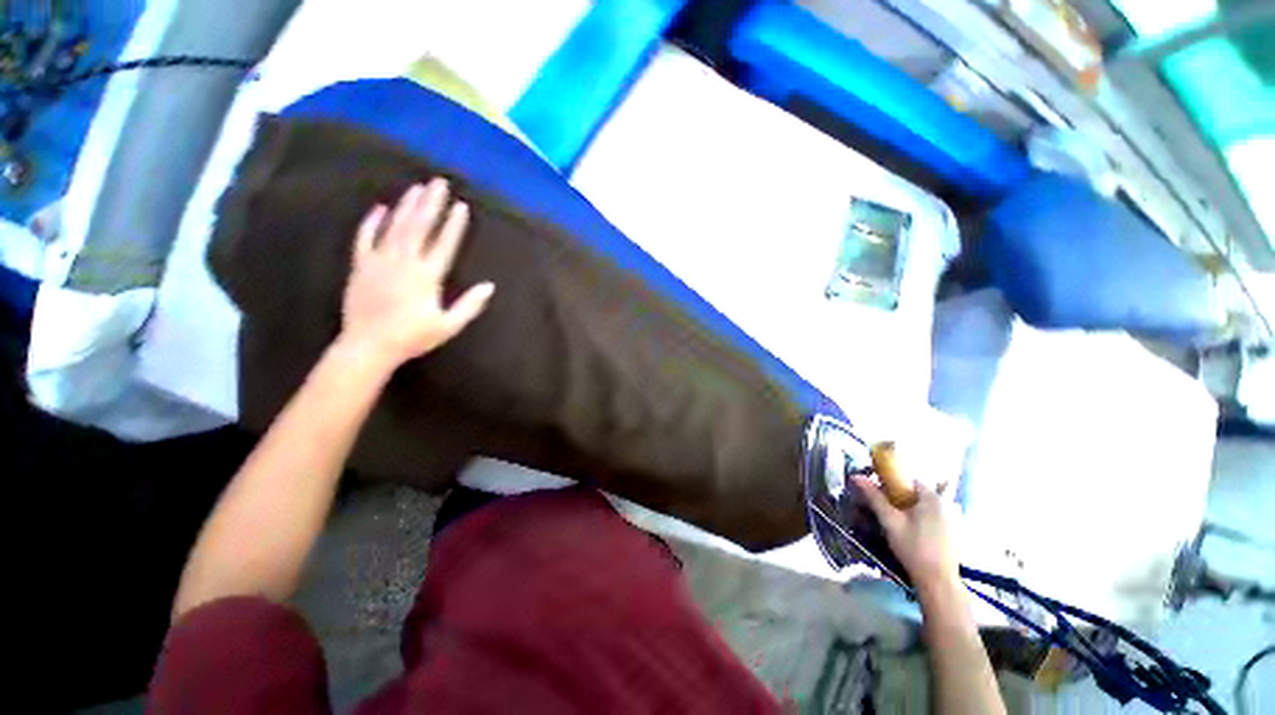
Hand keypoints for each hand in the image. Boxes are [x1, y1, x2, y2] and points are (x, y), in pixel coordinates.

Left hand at [339, 179, 493, 369]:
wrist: (368, 346)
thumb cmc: (412, 337)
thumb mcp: (448, 326)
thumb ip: (469, 305)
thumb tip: (489, 286)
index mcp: (427, 276)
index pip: (444, 244)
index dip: (454, 225)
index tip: (461, 206)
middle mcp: (404, 262)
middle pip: (420, 227)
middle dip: (431, 204)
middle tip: (439, 182)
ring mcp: (379, 261)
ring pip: (395, 227)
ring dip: (407, 206)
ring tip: (417, 188)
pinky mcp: (361, 266)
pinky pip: (365, 238)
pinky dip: (371, 222)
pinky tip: (379, 208)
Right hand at [852, 475, 958, 594]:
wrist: (938, 581)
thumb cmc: (913, 548)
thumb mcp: (890, 521)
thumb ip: (874, 497)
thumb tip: (856, 476)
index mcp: (932, 497)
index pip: (910, 478)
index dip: (892, 480)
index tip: (880, 490)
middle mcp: (946, 503)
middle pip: (919, 491)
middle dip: (901, 495)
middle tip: (886, 507)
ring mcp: (953, 518)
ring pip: (927, 504)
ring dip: (911, 507)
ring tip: (897, 520)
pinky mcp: (955, 532)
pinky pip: (935, 516)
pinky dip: (922, 518)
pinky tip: (913, 532)